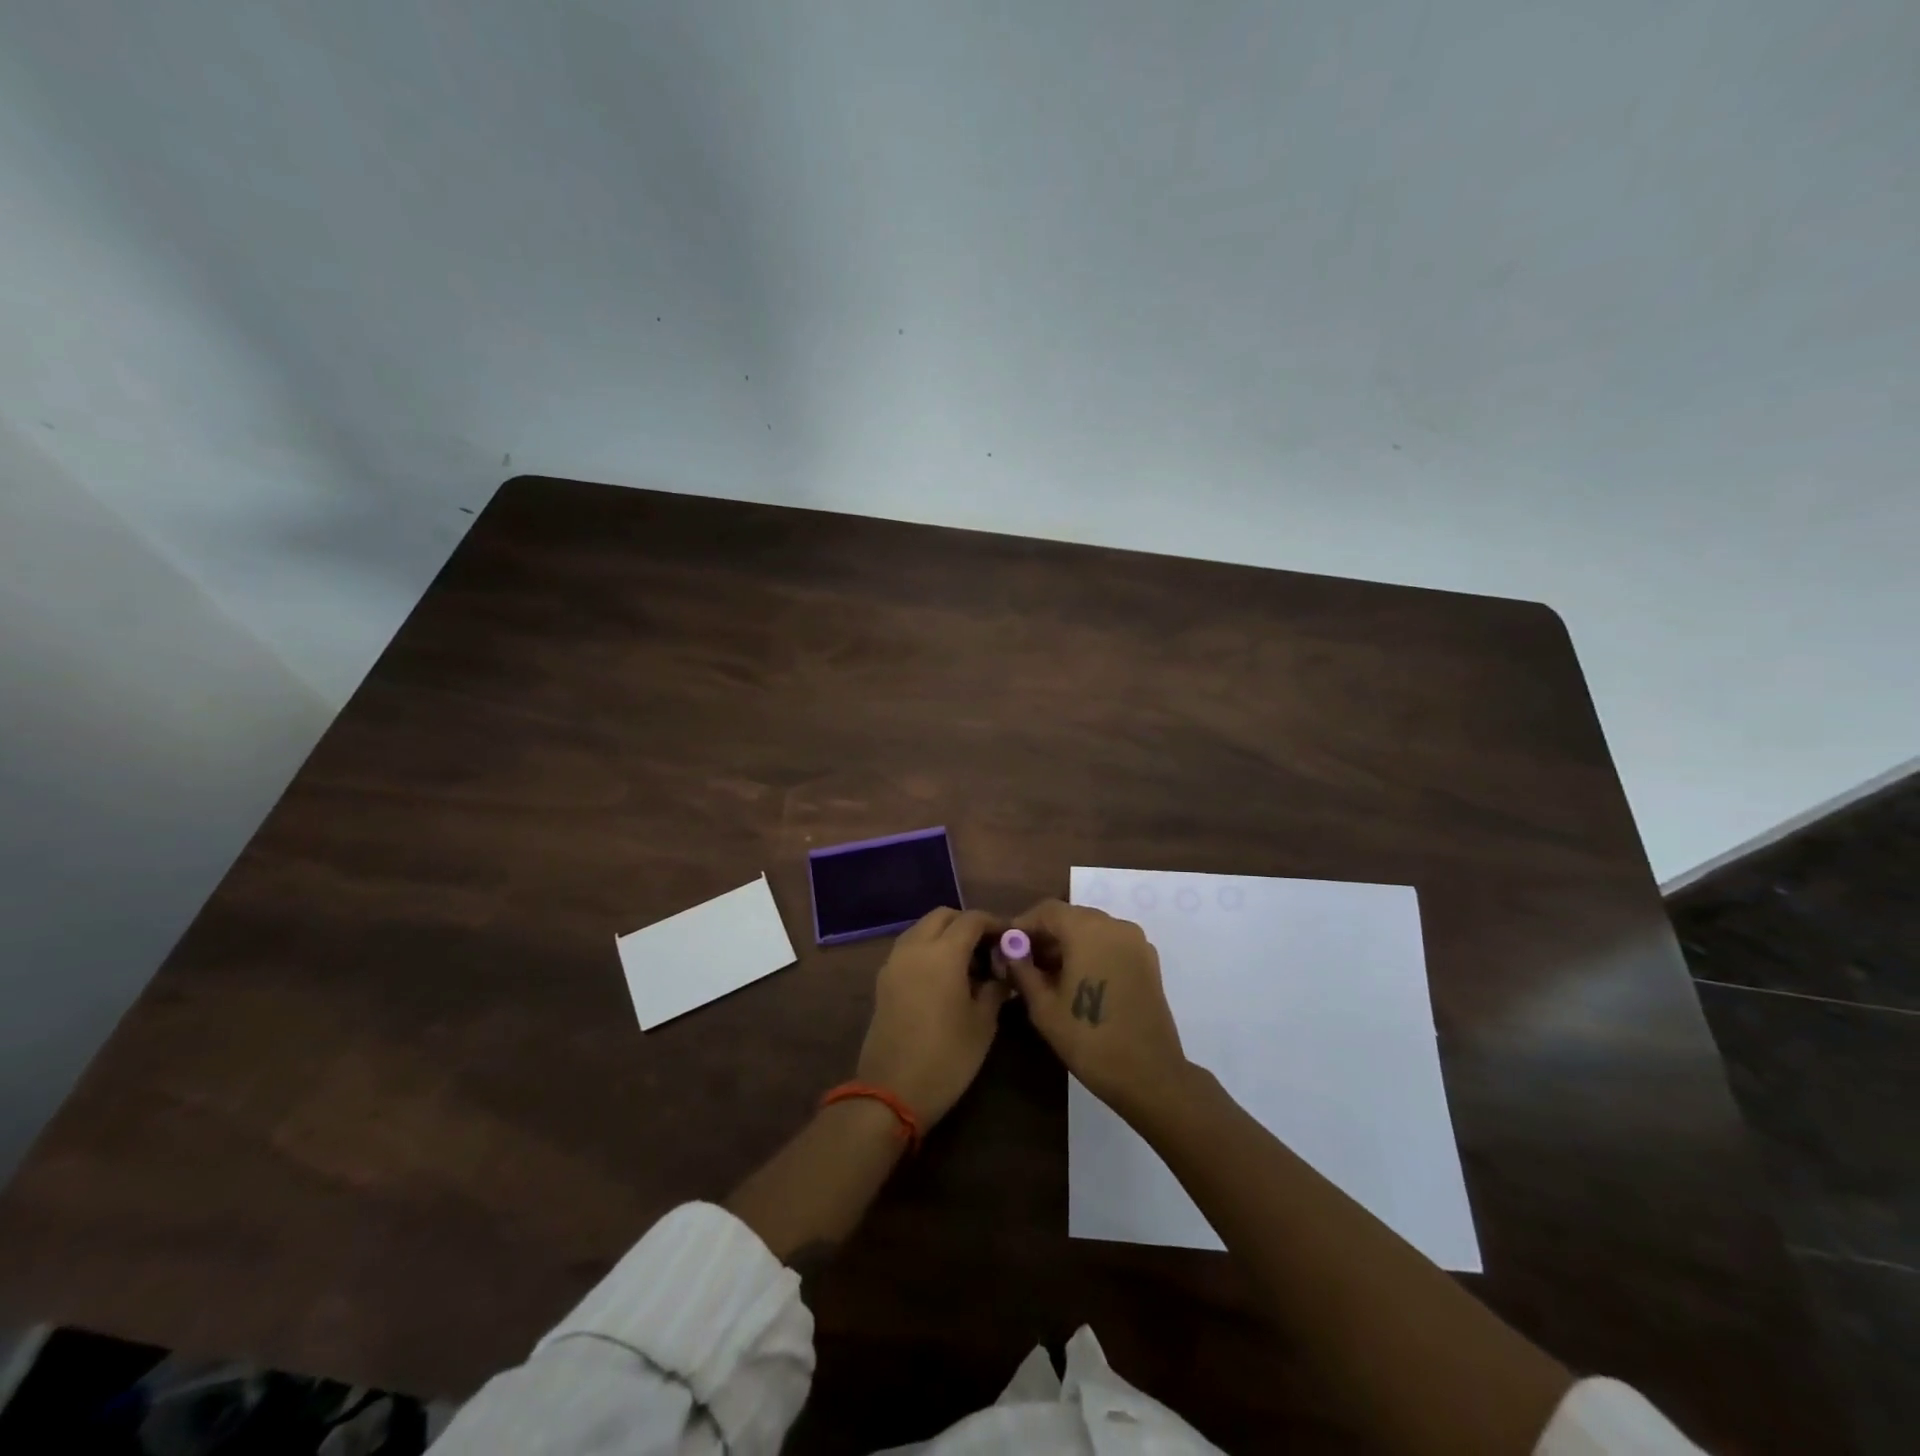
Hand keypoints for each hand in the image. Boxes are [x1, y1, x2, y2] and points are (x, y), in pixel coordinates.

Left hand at [855, 908, 1010, 1126]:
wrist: (891, 1092)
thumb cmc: (947, 1057)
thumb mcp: (983, 1023)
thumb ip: (995, 987)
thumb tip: (1003, 970)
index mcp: (942, 953)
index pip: (972, 919)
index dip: (995, 924)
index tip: (1012, 938)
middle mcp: (914, 947)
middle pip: (943, 916)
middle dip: (967, 924)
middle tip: (989, 948)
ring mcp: (894, 962)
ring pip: (922, 929)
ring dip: (945, 934)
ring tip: (968, 963)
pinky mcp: (883, 979)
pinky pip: (909, 948)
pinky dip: (928, 949)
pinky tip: (945, 977)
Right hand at [1005, 900, 1188, 1116]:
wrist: (1149, 1075)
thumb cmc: (1089, 1039)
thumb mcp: (1044, 1006)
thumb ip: (1022, 970)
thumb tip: (1009, 951)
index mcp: (1088, 929)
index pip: (1047, 910)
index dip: (1023, 925)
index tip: (1007, 947)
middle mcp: (1115, 925)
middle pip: (1071, 917)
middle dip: (1045, 935)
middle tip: (1024, 963)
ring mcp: (1136, 941)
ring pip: (1092, 929)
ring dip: (1068, 944)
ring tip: (1048, 975)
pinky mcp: (1148, 960)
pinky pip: (1111, 943)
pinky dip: (1090, 951)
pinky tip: (1077, 980)